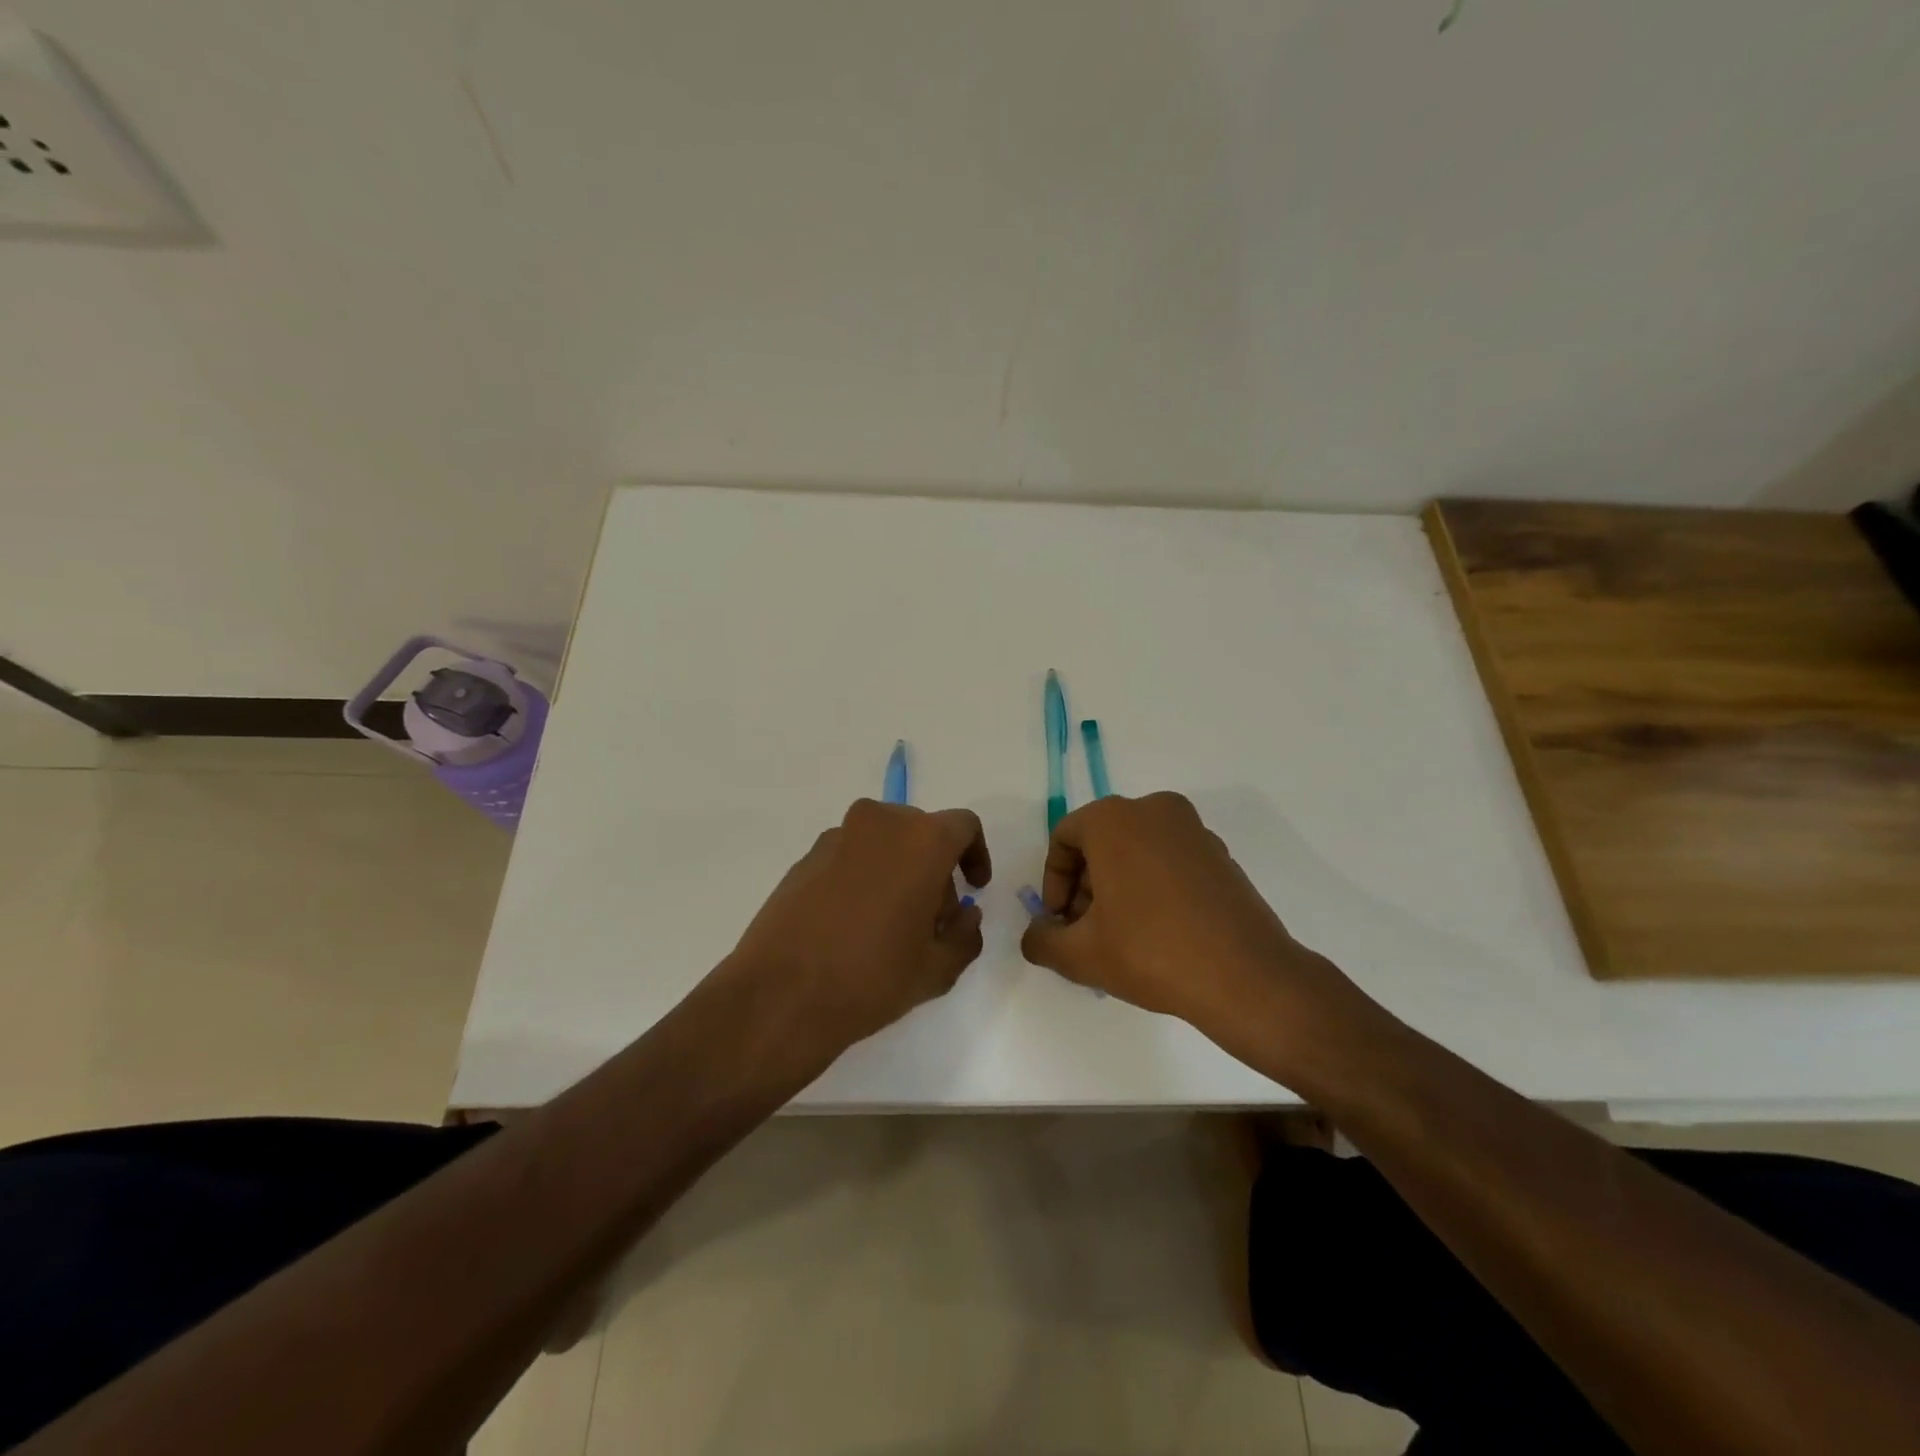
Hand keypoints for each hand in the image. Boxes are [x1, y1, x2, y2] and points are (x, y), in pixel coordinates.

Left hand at [725, 799, 992, 1053]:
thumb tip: (965, 915)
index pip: (963, 826)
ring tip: (890, 925)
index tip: (973, 889)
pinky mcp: (805, 858)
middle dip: (935, 868)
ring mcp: (836, 837)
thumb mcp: (937, 969)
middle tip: (933, 918)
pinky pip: (850, 856)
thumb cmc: (872, 978)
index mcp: (921, 840)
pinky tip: (853, 925)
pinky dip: (863, 877)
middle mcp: (879, 824)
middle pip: (921, 832)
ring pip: (883, 843)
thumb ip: (966, 934)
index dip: (975, 854)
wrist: (780, 996)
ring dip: (897, 871)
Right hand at [1019, 792, 1349, 1034]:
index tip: (1060, 921)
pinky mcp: (1220, 854)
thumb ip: (1041, 940)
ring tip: (1120, 936)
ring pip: (1135, 850)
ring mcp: (1193, 829)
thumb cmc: (1151, 952)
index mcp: (1114, 818)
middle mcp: (1154, 810)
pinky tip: (1156, 932)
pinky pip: (1168, 860)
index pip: (1064, 838)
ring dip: (1117, 886)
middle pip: (1100, 842)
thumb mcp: (1080, 954)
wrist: (1246, 977)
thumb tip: (1036, 934)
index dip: (1053, 882)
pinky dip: (1152, 885)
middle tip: (1085, 931)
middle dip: (1084, 886)